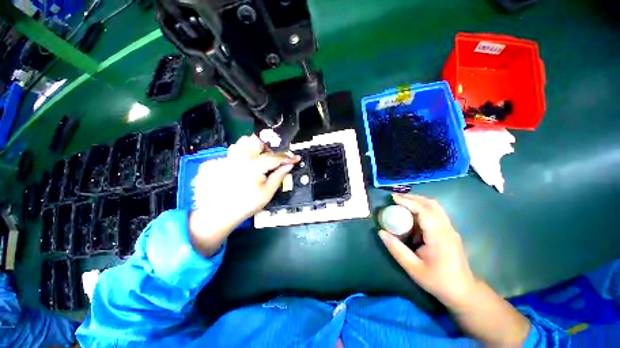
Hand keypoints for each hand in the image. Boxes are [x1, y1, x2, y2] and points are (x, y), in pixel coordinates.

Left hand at [189, 135, 298, 255]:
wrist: (224, 211)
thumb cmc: (248, 203)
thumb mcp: (268, 191)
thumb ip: (279, 175)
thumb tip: (289, 165)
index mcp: (254, 165)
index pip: (275, 157)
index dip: (288, 157)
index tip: (296, 158)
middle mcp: (243, 157)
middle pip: (259, 140)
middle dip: (272, 146)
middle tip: (278, 156)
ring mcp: (234, 157)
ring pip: (247, 140)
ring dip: (259, 144)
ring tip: (266, 155)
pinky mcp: (229, 160)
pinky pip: (238, 146)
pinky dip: (247, 148)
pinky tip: (253, 157)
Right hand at [379, 193, 477, 309]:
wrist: (463, 291)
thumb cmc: (438, 281)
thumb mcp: (413, 268)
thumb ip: (396, 249)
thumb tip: (381, 232)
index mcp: (439, 236)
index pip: (424, 210)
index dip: (408, 201)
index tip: (392, 198)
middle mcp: (447, 228)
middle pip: (431, 204)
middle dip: (412, 198)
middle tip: (395, 198)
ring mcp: (450, 229)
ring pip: (434, 207)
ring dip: (418, 201)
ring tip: (401, 203)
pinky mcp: (449, 231)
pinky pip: (436, 213)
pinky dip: (422, 208)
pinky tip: (412, 215)